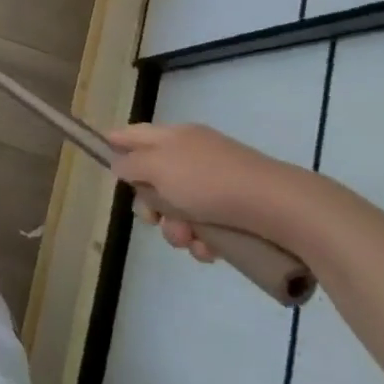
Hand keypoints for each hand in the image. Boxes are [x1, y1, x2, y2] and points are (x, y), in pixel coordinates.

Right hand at [105, 122, 321, 262]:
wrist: (281, 208)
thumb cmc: (210, 182)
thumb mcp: (158, 167)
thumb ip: (131, 164)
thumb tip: (119, 165)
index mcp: (174, 137)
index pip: (134, 133)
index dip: (115, 143)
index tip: (102, 156)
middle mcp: (193, 155)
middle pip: (153, 178)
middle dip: (149, 205)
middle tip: (153, 218)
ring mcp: (216, 183)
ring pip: (178, 208)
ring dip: (176, 228)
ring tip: (190, 241)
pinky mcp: (237, 211)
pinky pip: (206, 226)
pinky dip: (203, 241)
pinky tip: (210, 251)